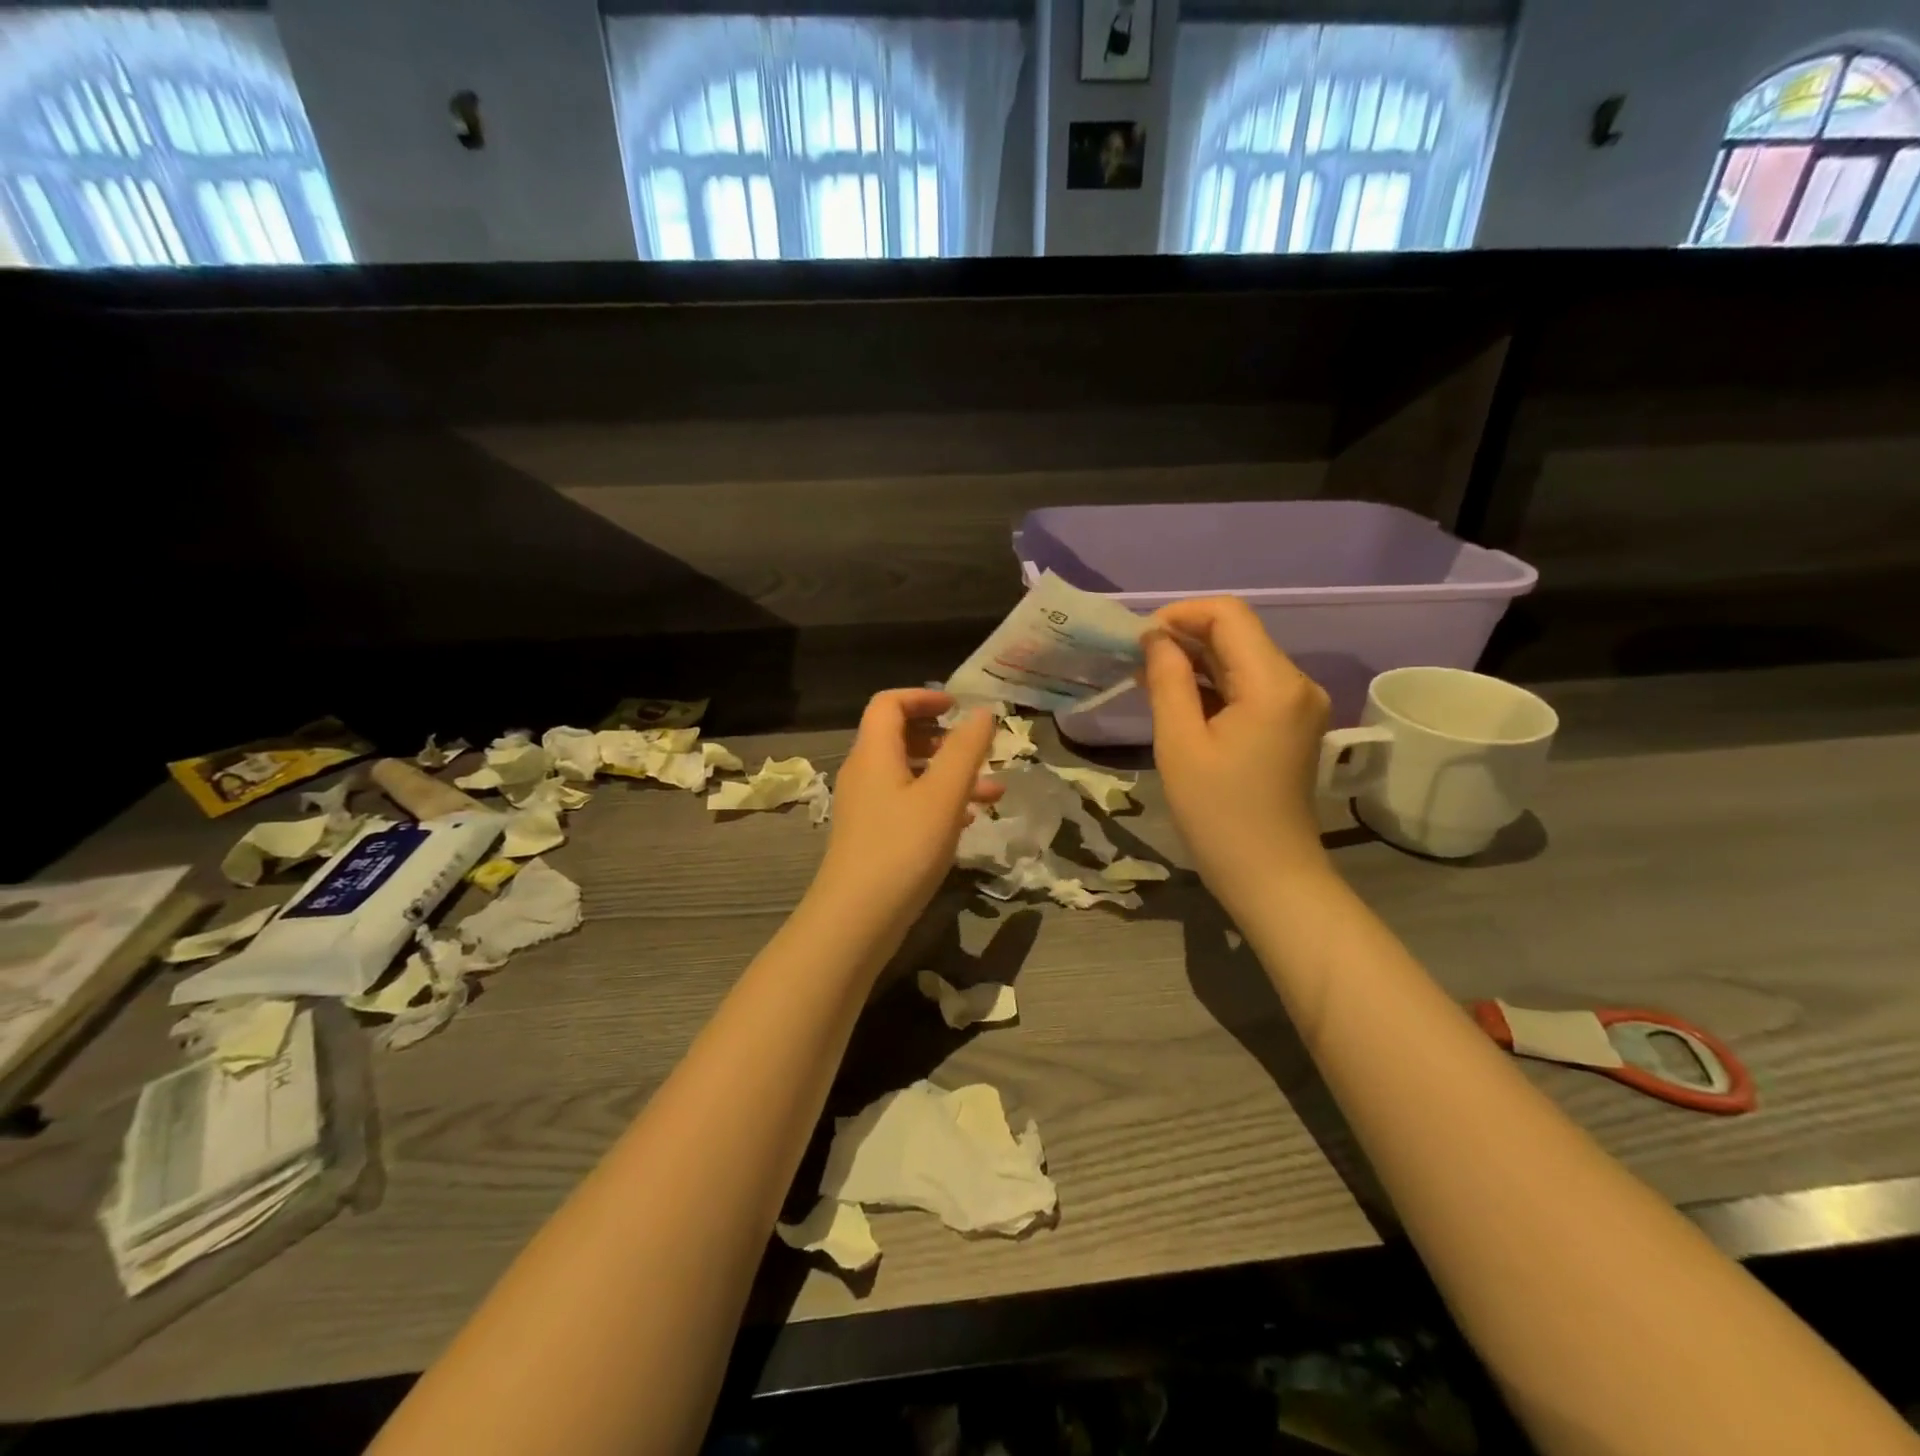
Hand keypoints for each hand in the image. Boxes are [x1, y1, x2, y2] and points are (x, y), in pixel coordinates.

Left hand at [813, 689, 1000, 949]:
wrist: (857, 919)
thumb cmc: (903, 848)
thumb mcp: (943, 795)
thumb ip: (966, 750)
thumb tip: (982, 712)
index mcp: (874, 753)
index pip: (889, 703)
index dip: (923, 696)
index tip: (958, 707)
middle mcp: (864, 773)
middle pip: (899, 736)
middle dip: (942, 737)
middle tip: (976, 748)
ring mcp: (866, 807)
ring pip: (909, 774)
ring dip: (948, 774)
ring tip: (992, 791)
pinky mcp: (872, 836)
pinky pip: (907, 803)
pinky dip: (937, 802)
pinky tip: (968, 821)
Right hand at [1142, 597, 1333, 909]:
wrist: (1270, 876)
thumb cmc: (1218, 814)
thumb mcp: (1179, 743)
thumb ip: (1167, 680)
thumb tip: (1155, 637)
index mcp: (1274, 683)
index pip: (1228, 615)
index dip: (1180, 614)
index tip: (1139, 640)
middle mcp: (1296, 683)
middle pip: (1238, 634)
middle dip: (1184, 638)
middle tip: (1135, 662)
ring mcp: (1298, 704)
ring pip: (1241, 659)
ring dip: (1196, 662)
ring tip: (1148, 682)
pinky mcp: (1291, 723)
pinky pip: (1249, 686)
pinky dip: (1213, 686)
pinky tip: (1179, 702)